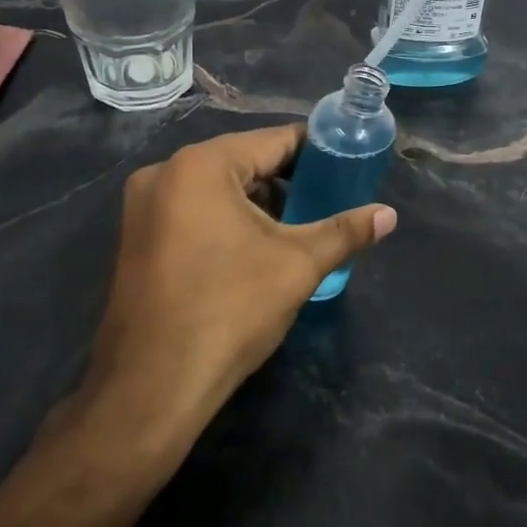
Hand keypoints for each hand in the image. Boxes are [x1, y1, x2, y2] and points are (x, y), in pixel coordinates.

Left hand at [80, 125, 396, 443]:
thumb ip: (345, 231)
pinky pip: (192, 211)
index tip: (346, 165)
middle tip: (326, 202)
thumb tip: (389, 215)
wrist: (153, 386)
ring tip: (296, 227)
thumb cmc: (229, 311)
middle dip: (286, 181)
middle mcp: (164, 173)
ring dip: (256, 202)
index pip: (273, 140)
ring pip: (216, 189)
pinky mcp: (136, 238)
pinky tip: (253, 248)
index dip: (315, 151)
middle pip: (242, 161)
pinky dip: (225, 220)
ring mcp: (143, 207)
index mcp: (200, 166)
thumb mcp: (297, 265)